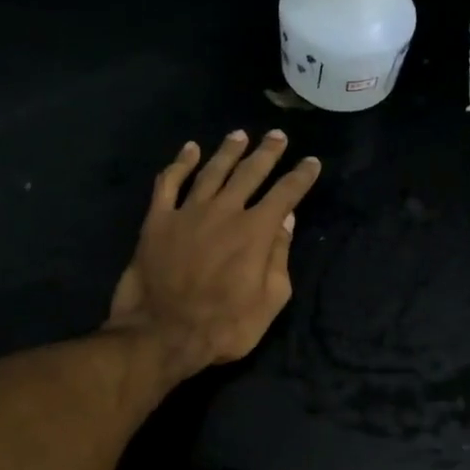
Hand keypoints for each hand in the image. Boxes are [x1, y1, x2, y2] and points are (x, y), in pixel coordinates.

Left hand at [106, 130, 321, 374]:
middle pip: (250, 172)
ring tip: (240, 134)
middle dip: (267, 152)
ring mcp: (188, 212)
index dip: (301, 176)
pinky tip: (189, 150)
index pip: (286, 194)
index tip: (312, 162)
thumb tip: (286, 221)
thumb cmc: (225, 326)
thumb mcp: (270, 300)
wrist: (163, 334)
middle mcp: (225, 211)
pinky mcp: (157, 220)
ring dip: (228, 151)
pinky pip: (168, 183)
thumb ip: (279, 256)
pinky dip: (179, 164)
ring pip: (212, 171)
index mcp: (256, 231)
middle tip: (277, 135)